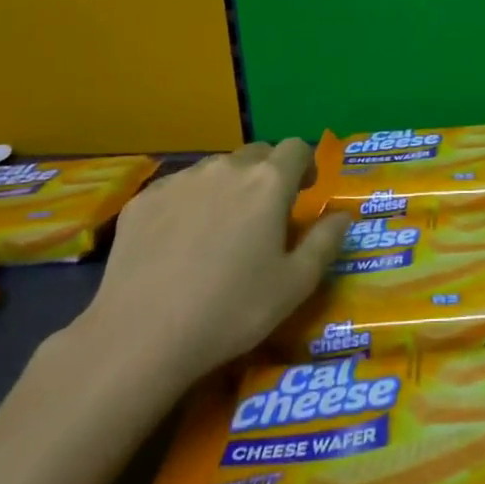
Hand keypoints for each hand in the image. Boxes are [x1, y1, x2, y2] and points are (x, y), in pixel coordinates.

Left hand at [69, 140, 348, 401]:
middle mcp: (225, 169)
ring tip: (221, 228)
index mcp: (268, 182)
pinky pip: (178, 188)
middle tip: (265, 213)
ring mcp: (179, 181)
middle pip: (256, 154)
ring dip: (228, 186)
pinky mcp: (142, 200)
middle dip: (267, 174)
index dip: (305, 165)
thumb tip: (343, 215)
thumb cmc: (233, 309)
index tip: (303, 192)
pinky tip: (180, 242)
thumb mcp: (296, 284)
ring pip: (215, 170)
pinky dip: (189, 202)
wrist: (141, 335)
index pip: (296, 148)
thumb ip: (326, 241)